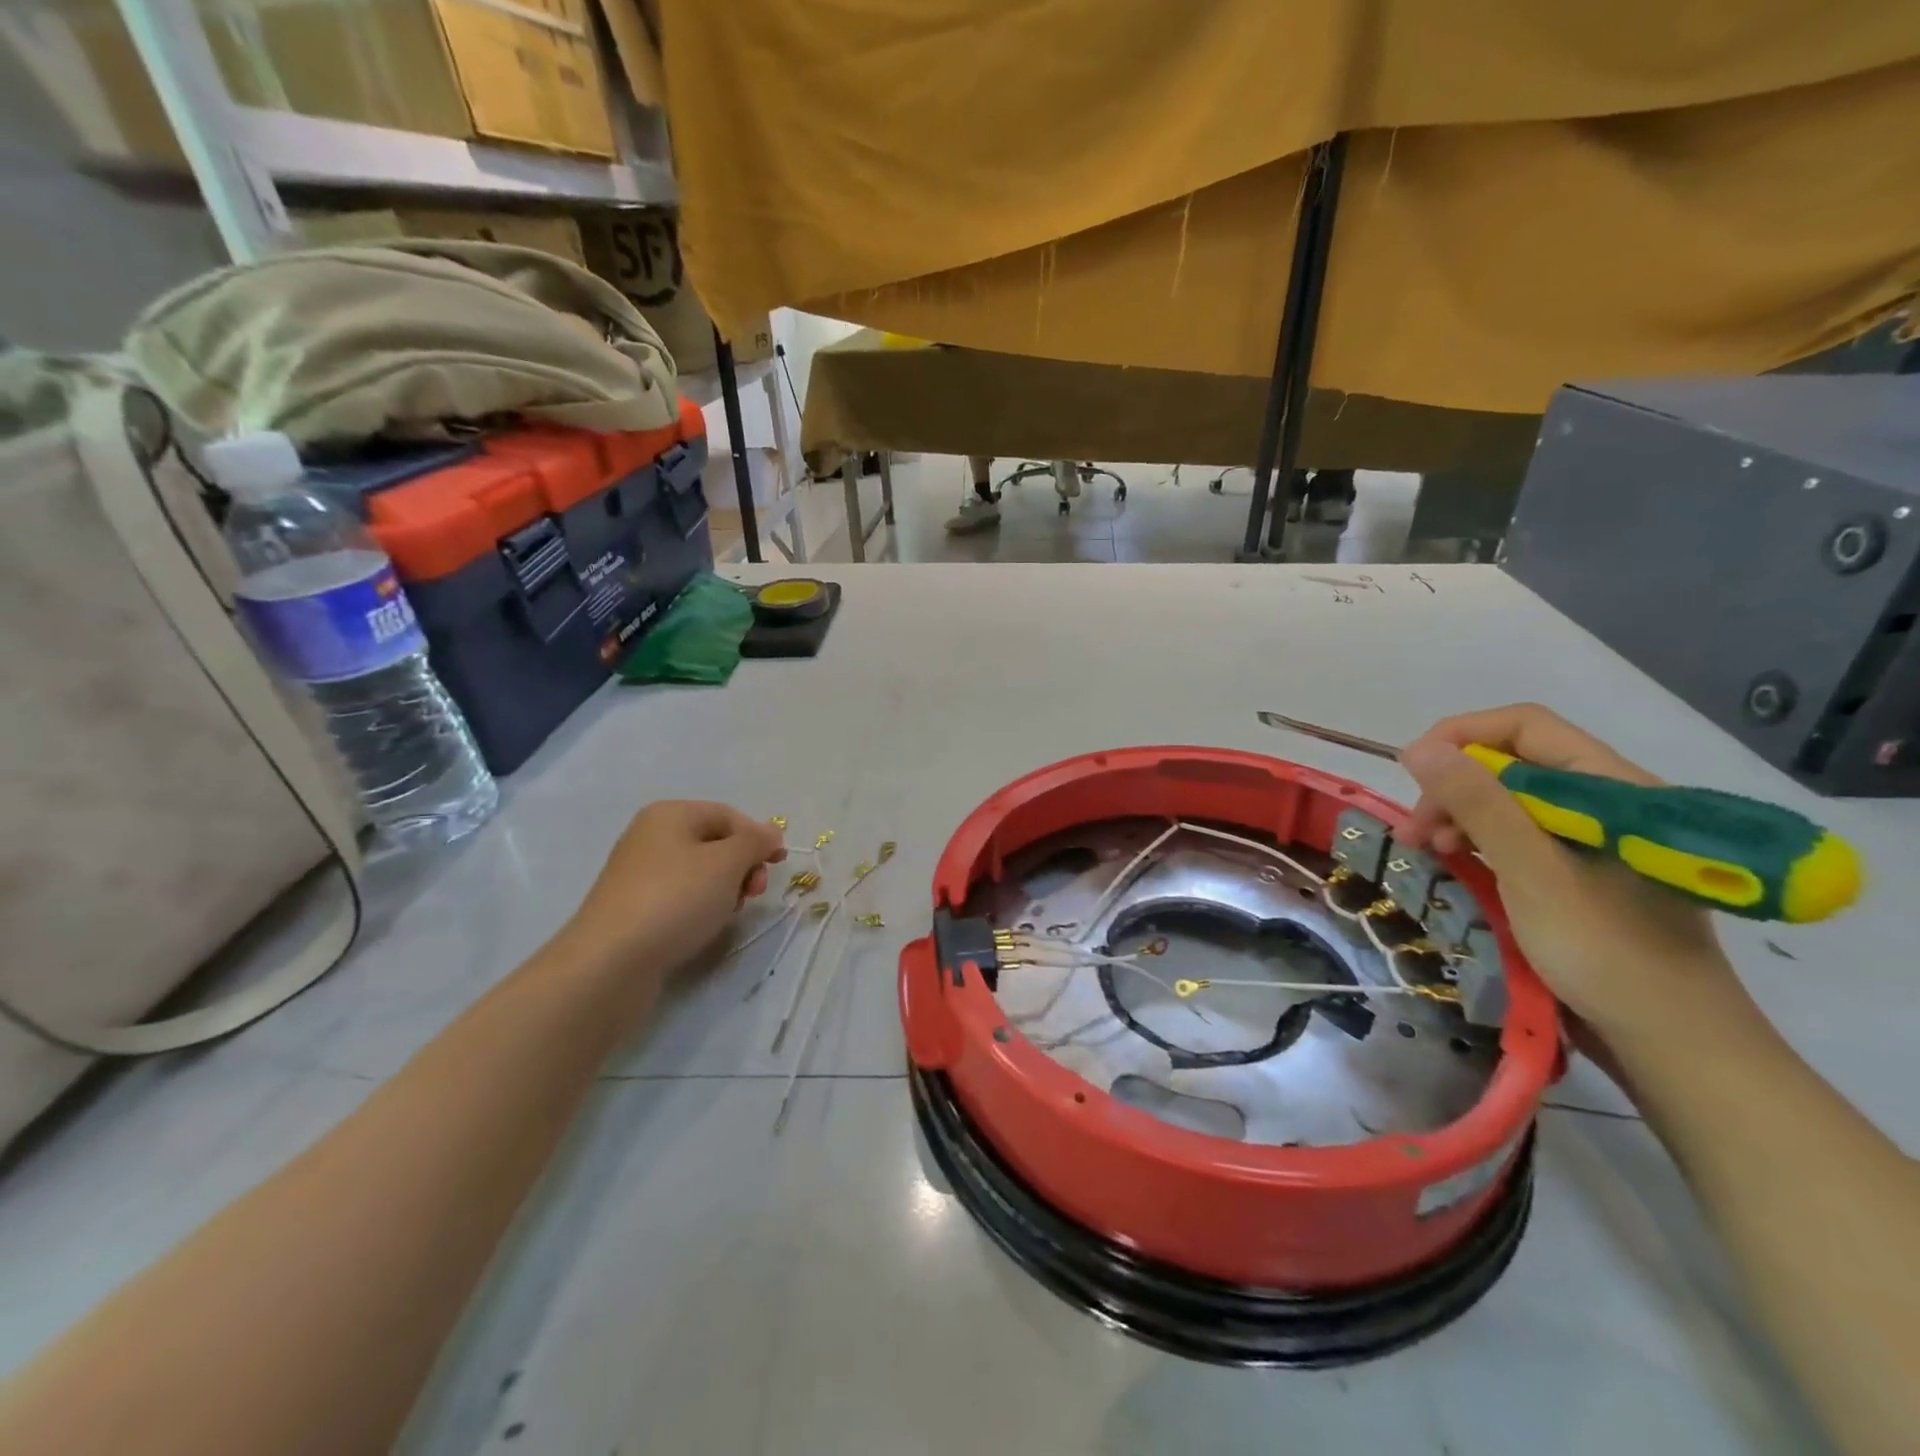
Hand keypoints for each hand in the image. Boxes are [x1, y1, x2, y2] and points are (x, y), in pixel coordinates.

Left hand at [564, 801, 786, 981]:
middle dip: (742, 866)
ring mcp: (639, 873)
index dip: (758, 837)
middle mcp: (651, 836)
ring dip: (724, 889)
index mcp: (670, 814)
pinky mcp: (634, 907)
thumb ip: (755, 841)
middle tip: (754, 893)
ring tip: (728, 913)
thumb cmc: (675, 900)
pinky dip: (700, 906)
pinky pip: (680, 896)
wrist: (611, 962)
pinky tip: (704, 926)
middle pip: (715, 843)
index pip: (729, 815)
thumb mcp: (727, 863)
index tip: (778, 865)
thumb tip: (770, 831)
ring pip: (700, 872)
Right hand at [1396, 704, 1744, 1042]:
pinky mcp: (1582, 871)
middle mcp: (1608, 803)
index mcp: (1614, 788)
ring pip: (1510, 799)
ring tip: (1427, 851)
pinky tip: (1456, 863)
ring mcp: (1596, 839)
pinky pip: (1519, 834)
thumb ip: (1479, 804)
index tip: (1414, 771)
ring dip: (1459, 815)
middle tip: (1416, 831)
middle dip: (1453, 786)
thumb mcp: (1531, 872)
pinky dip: (1479, 841)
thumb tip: (1421, 748)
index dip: (1462, 736)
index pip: (1527, 726)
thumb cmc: (1605, 952)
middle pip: (1514, 762)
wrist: (1672, 1044)